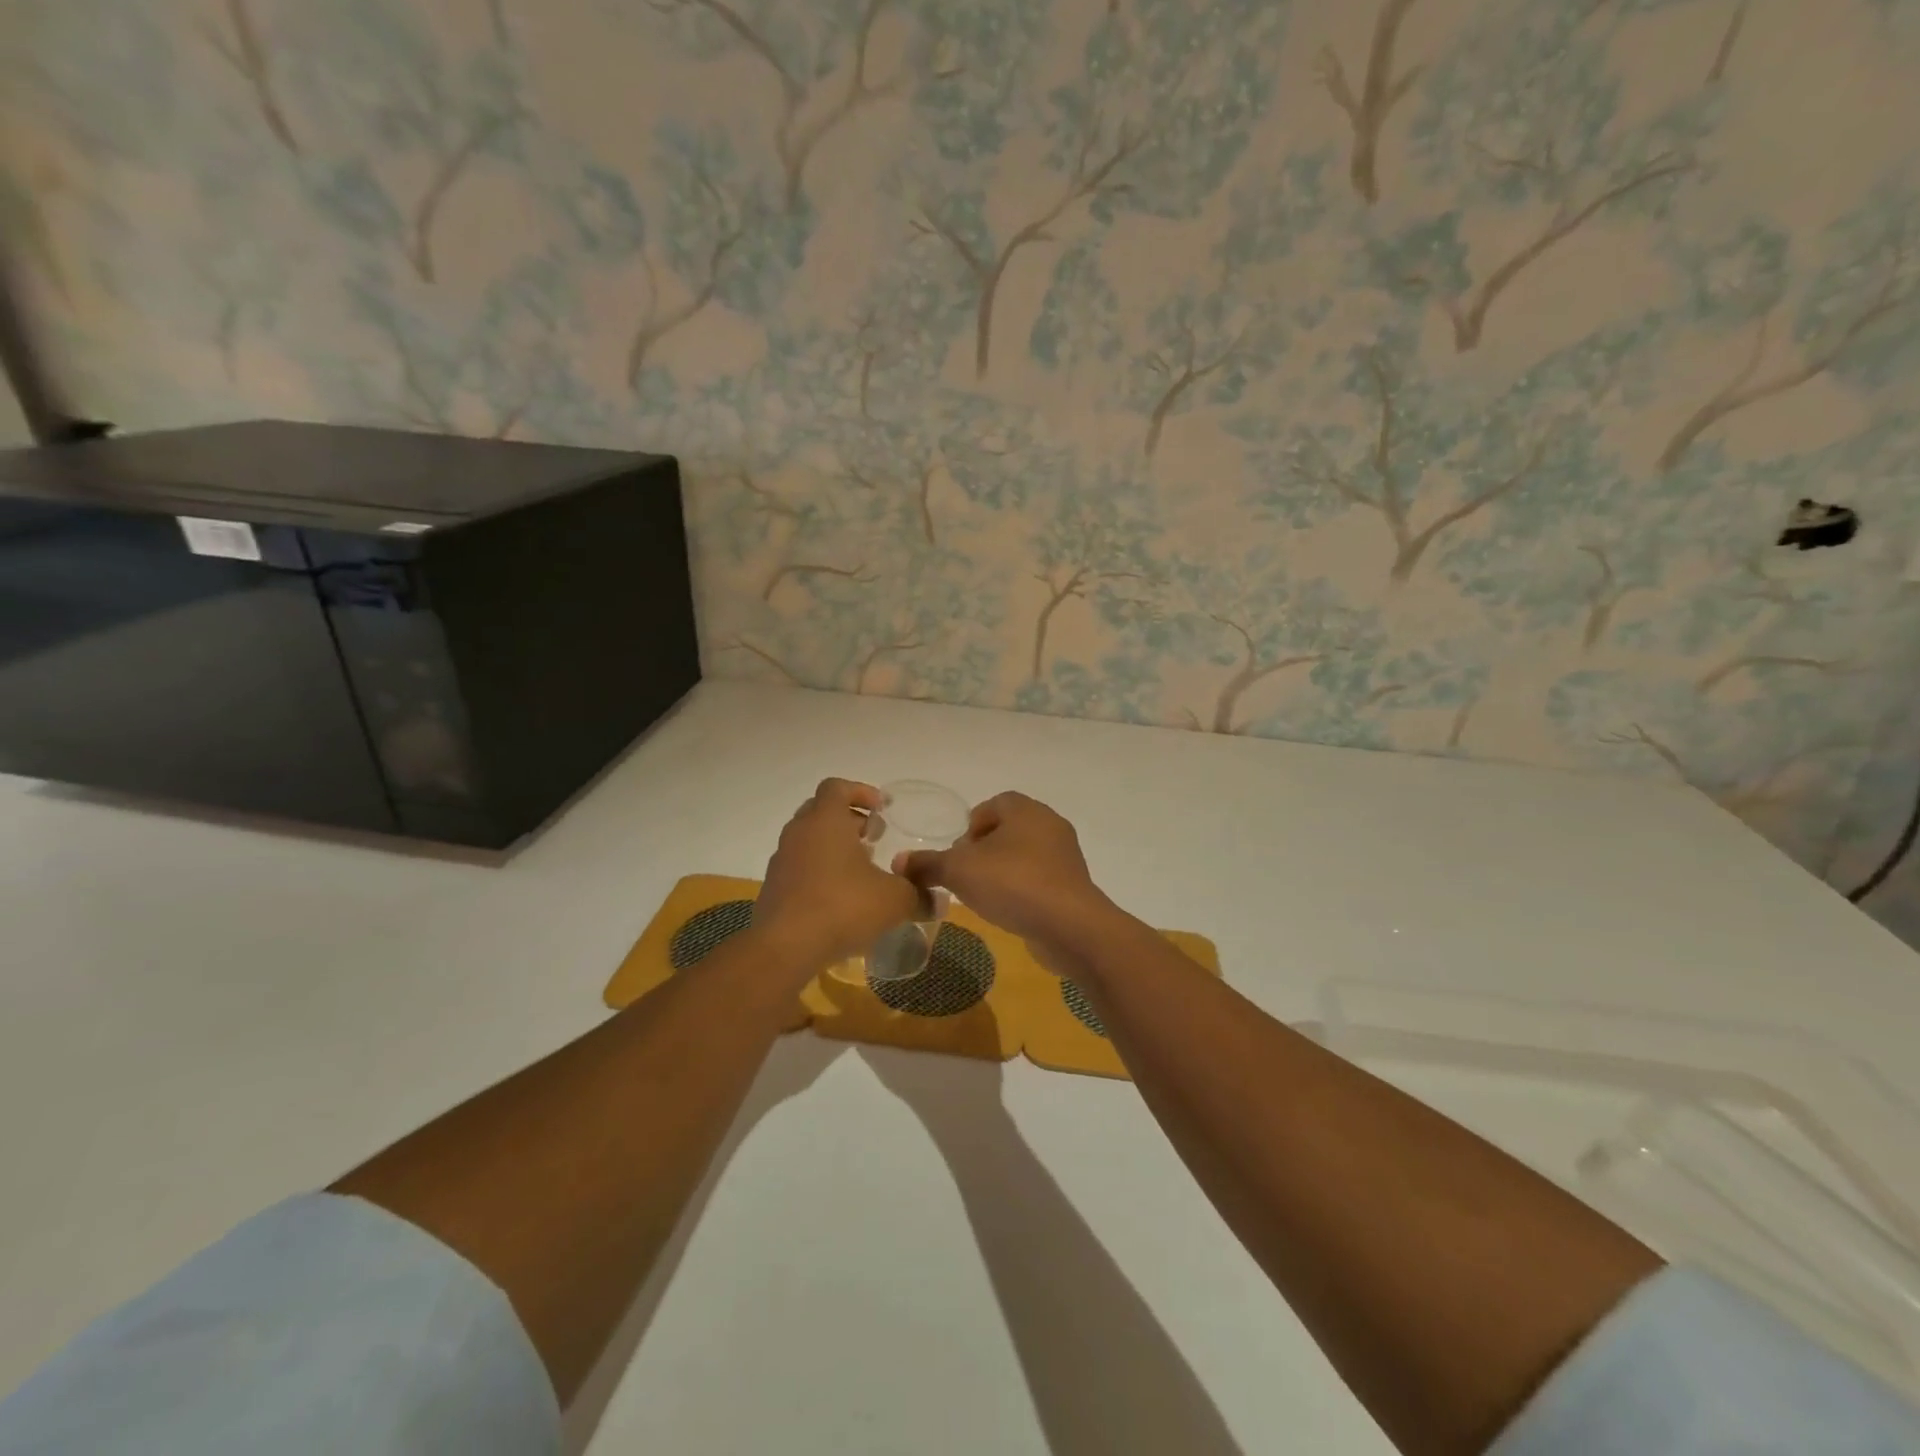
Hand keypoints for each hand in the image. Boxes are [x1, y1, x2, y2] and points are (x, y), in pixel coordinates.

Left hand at [754, 778, 921, 972]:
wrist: (784, 947)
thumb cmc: (843, 907)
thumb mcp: (894, 900)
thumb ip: (919, 895)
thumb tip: (939, 901)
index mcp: (825, 820)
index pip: (837, 787)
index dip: (861, 792)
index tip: (882, 809)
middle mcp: (799, 832)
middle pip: (822, 811)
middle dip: (850, 819)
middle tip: (874, 837)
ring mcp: (782, 860)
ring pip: (809, 840)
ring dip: (834, 847)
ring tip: (860, 870)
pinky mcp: (774, 888)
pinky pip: (800, 867)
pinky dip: (820, 871)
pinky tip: (840, 898)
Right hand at [897, 792, 1116, 973]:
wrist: (1070, 926)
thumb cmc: (1013, 884)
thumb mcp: (959, 871)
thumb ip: (927, 864)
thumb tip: (899, 862)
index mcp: (1026, 810)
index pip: (994, 804)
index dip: (972, 825)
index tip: (959, 852)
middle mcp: (1050, 825)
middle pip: (1009, 829)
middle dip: (984, 850)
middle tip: (966, 874)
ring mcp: (1066, 856)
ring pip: (1025, 855)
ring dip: (1003, 871)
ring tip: (984, 896)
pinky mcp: (1073, 886)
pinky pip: (1040, 879)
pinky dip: (1022, 889)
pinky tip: (1009, 910)